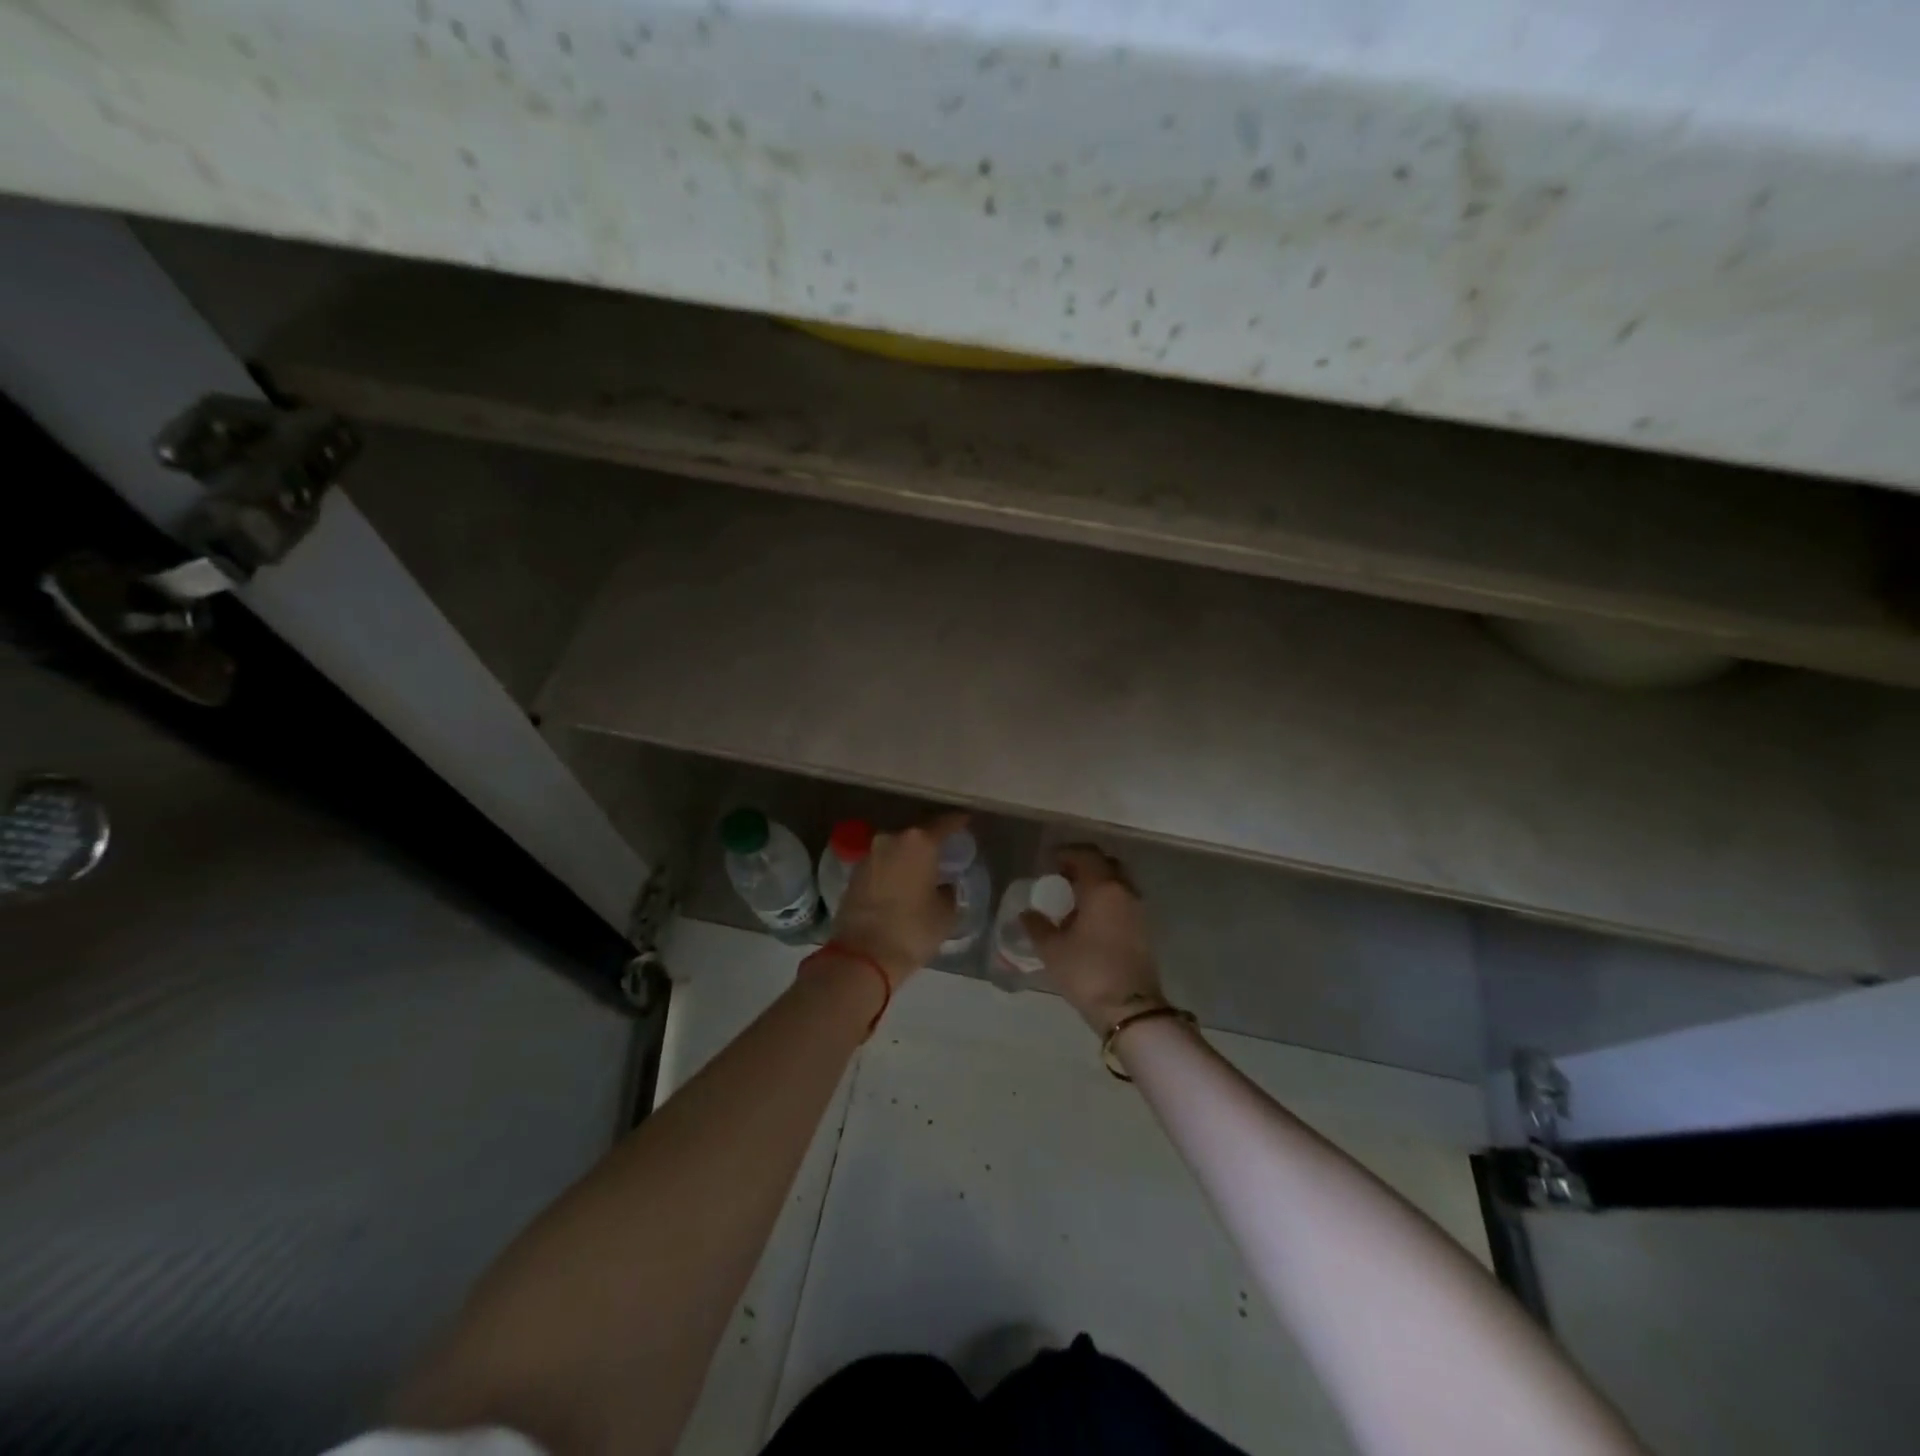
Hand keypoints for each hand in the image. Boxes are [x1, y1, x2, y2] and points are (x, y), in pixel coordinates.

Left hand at [831, 812, 964, 984]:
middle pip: (917, 834)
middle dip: (930, 843)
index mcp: (919, 842)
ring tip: (922, 873)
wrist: (861, 956)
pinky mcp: (853, 874)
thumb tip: (945, 885)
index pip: (945, 823)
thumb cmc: (912, 930)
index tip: (967, 822)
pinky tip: (901, 886)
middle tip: (945, 854)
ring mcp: (868, 855)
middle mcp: (891, 839)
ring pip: (896, 849)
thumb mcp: (945, 913)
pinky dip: (892, 871)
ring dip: (908, 858)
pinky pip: (881, 865)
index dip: (959, 822)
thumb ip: (949, 891)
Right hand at [1021, 845, 1165, 1034]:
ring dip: (1097, 881)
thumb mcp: (1052, 949)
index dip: (1065, 853)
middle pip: (1105, 863)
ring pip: (1117, 882)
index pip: (1085, 855)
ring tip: (1073, 897)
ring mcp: (1138, 909)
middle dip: (1083, 864)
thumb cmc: (1087, 972)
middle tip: (1061, 875)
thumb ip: (1036, 926)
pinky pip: (1123, 899)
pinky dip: (1107, 898)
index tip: (1048, 861)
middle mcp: (1124, 891)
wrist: (1130, 1009)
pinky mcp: (1143, 928)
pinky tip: (1089, 917)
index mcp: (1102, 888)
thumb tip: (1027, 913)